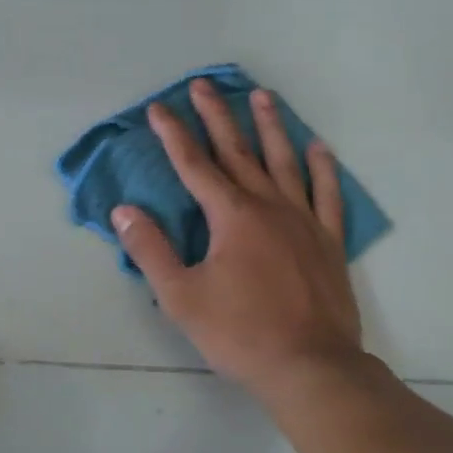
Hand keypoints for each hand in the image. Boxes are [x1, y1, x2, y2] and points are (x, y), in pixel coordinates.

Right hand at [111, 80, 368, 403]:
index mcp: (230, 216)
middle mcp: (267, 206)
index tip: (159, 107)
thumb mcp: (181, 297)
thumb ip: (151, 250)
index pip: (193, 165)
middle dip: (216, 116)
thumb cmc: (240, 333)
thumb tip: (124, 211)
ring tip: (261, 95)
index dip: (173, 134)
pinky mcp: (328, 240)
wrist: (311, 367)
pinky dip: (323, 169)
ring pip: (284, 162)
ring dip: (270, 127)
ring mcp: (302, 220)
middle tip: (203, 85)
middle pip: (236, 152)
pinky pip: (327, 194)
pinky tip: (319, 147)